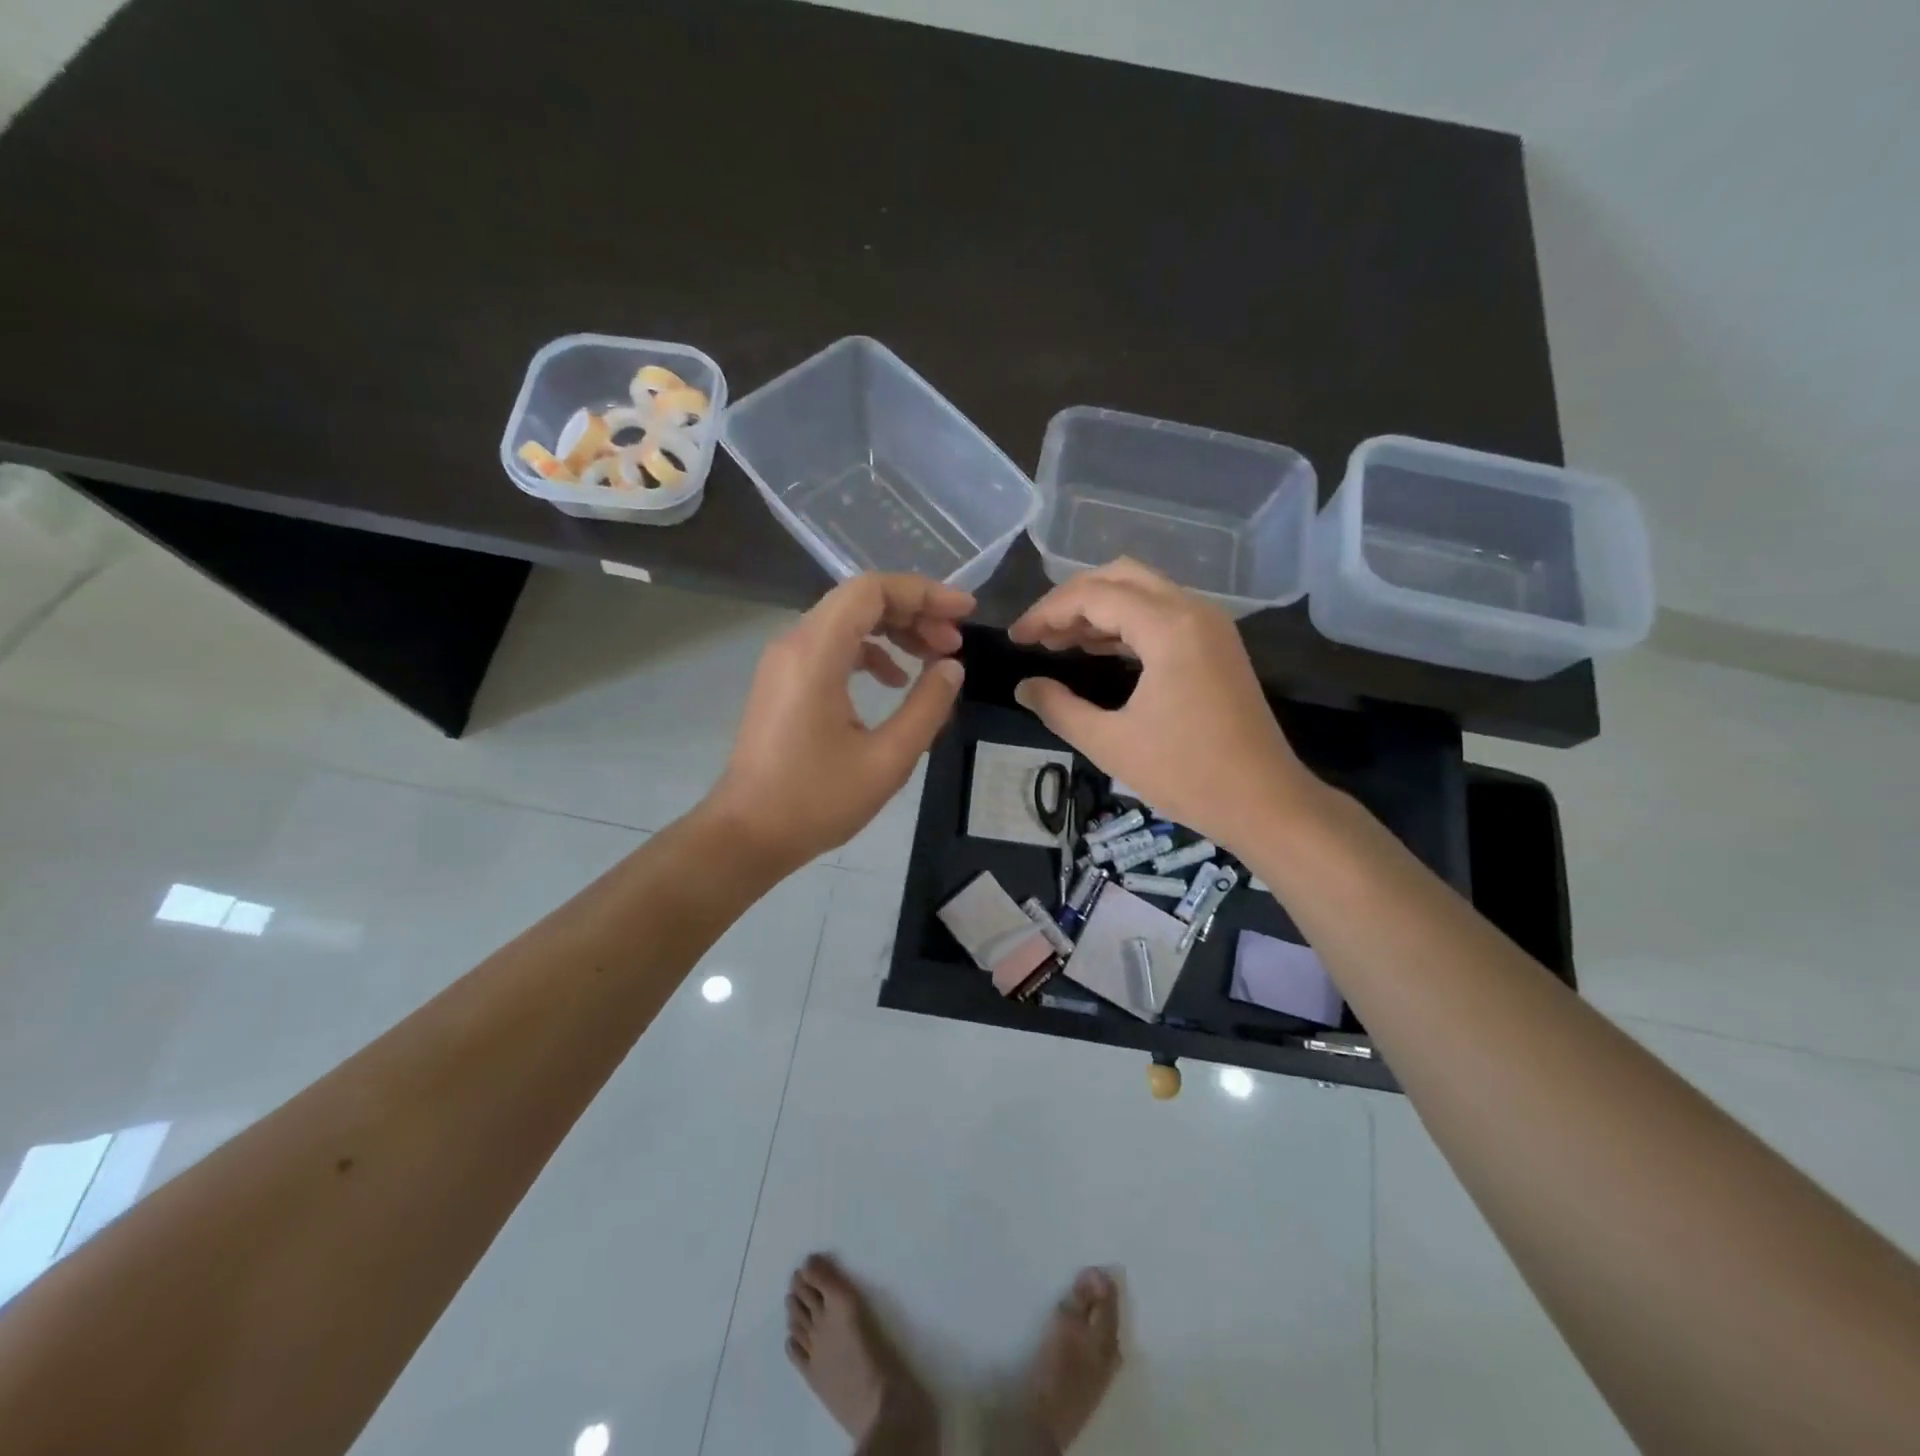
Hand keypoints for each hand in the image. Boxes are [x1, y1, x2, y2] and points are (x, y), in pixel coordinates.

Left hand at [705, 574, 971, 874]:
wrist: (747, 834)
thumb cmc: (816, 801)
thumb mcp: (887, 760)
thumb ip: (927, 706)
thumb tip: (951, 667)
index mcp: (816, 653)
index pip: (872, 591)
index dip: (924, 593)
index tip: (965, 613)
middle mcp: (794, 643)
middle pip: (860, 599)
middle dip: (914, 611)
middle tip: (954, 642)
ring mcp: (784, 661)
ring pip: (846, 621)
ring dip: (894, 630)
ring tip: (934, 658)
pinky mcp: (783, 681)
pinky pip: (832, 646)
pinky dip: (869, 651)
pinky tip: (895, 681)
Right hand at [1007, 559, 1312, 853]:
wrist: (1265, 802)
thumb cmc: (1186, 774)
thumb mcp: (1110, 743)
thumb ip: (1058, 708)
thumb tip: (1024, 687)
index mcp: (1168, 628)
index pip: (1094, 595)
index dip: (1047, 612)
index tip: (1016, 639)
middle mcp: (1193, 611)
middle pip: (1120, 577)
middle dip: (1072, 599)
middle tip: (1038, 634)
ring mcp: (1210, 626)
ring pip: (1143, 592)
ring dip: (1099, 610)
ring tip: (1058, 643)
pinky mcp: (1217, 645)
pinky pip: (1162, 614)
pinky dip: (1126, 624)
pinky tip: (1097, 650)